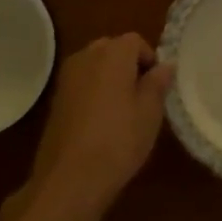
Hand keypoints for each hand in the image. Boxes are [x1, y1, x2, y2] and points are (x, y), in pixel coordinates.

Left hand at [10, 33, 172, 220]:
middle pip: (112, 49)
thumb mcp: (149, 113)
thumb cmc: (118, 141)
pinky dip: (92, 92)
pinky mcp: (55, 99)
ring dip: (109, 78)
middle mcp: (87, 56)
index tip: (156, 87)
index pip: (135, 41)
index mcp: (113, 53)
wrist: (69, 179)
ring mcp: (67, 77)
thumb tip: (166, 65)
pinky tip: (99, 122)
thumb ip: (158, 83)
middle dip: (128, 66)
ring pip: (95, 66)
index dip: (149, 60)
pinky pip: (81, 83)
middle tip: (141, 97)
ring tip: (121, 111)